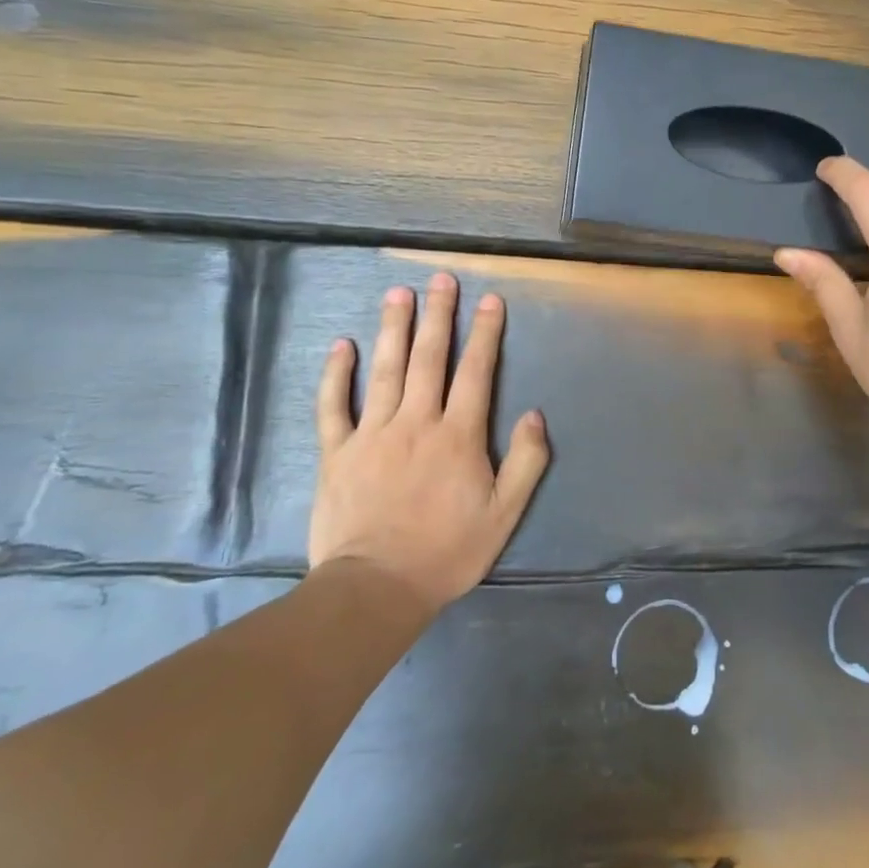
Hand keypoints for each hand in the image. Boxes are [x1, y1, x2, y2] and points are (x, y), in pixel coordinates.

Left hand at [311, 272, 549, 614]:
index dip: (485, 333)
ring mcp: (372, 433)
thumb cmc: (446, 550)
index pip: (476, 371)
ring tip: (399, 293)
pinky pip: (334, 406)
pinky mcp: (337, 452)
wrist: (375, 588)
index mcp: (458, 435)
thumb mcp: (504, 514)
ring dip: (394, 328)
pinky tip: (342, 345)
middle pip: (429, 358)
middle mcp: (416, 422)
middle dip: (438, 315)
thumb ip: (526, 462)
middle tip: (440, 278)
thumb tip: (535, 415)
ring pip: (385, 370)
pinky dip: (336, 374)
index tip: (489, 300)